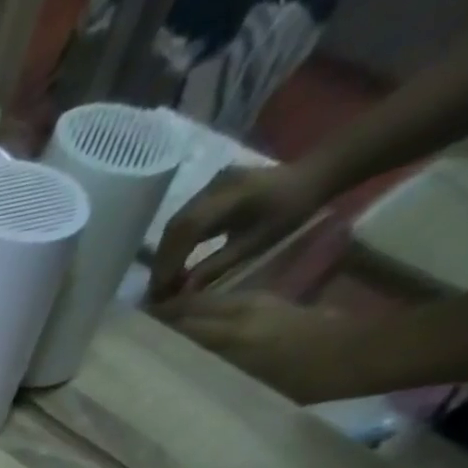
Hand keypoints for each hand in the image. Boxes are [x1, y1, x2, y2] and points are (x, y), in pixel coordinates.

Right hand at [149, 164, 330, 300]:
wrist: (311, 175)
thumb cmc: (290, 211)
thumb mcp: (256, 243)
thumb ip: (217, 266)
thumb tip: (182, 291)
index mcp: (232, 195)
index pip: (187, 230)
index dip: (169, 262)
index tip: (160, 292)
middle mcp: (215, 186)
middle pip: (175, 227)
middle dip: (162, 262)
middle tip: (156, 292)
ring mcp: (209, 186)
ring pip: (174, 225)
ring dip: (164, 256)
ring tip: (162, 282)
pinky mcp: (207, 192)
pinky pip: (182, 221)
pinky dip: (173, 245)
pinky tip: (173, 264)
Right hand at [150, 292, 367, 403]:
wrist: (353, 355)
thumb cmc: (301, 382)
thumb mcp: (245, 387)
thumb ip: (205, 374)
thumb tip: (168, 376)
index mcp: (230, 335)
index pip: (176, 324)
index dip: (148, 331)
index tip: (122, 343)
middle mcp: (236, 312)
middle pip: (184, 308)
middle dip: (156, 318)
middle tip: (129, 336)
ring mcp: (251, 303)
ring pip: (199, 302)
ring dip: (174, 313)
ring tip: (152, 330)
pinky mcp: (263, 301)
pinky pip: (218, 303)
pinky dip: (196, 312)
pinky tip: (187, 326)